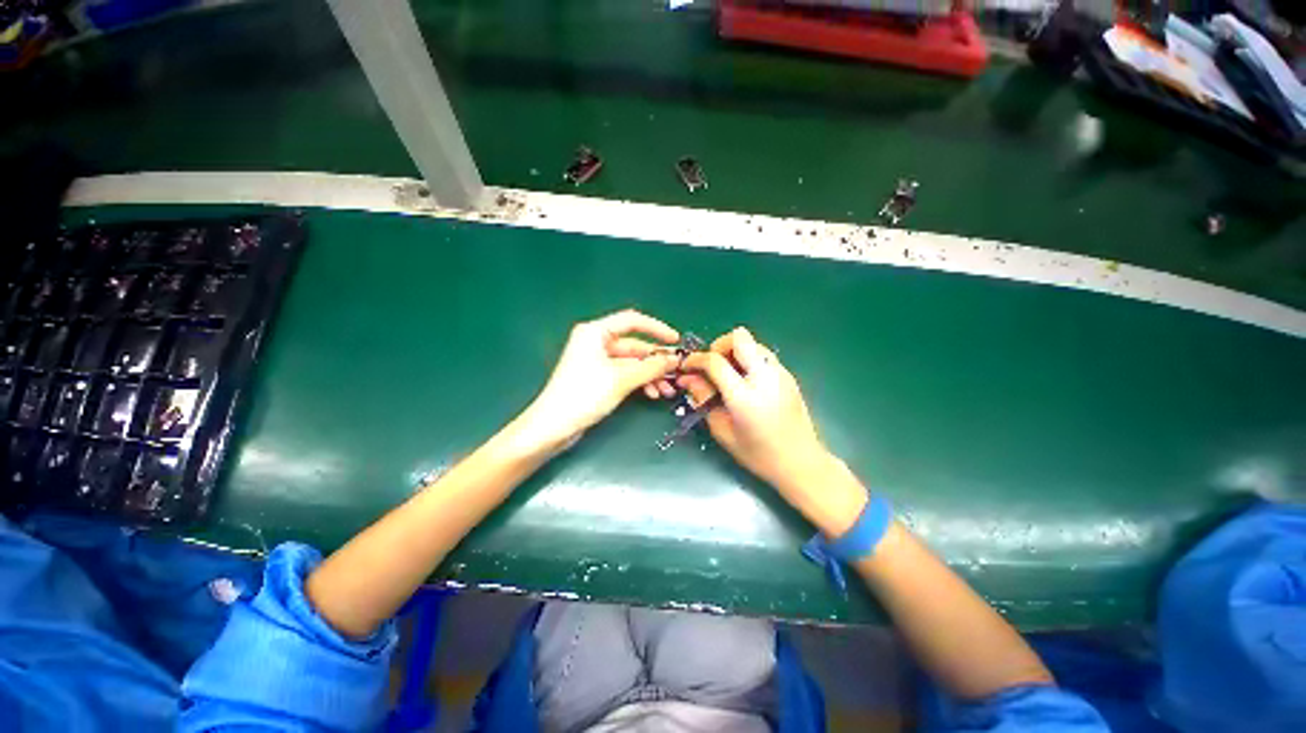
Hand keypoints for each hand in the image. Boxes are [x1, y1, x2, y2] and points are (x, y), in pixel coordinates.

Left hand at [516, 309, 680, 451]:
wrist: (553, 427)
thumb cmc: (584, 394)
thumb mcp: (622, 379)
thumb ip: (651, 367)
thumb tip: (674, 359)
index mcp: (596, 332)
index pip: (632, 321)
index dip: (656, 328)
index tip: (675, 340)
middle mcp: (596, 342)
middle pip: (634, 345)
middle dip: (655, 360)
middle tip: (676, 372)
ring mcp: (596, 361)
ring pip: (631, 362)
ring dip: (650, 374)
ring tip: (667, 389)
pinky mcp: (598, 378)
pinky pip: (624, 374)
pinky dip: (639, 382)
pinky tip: (652, 393)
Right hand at [681, 328, 864, 528]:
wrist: (801, 462)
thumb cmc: (758, 454)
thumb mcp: (723, 431)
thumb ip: (704, 399)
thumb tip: (689, 378)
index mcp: (744, 396)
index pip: (715, 361)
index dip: (696, 359)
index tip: (687, 366)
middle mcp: (764, 378)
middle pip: (739, 337)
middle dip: (720, 345)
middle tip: (712, 364)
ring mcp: (780, 374)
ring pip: (753, 343)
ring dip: (736, 351)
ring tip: (728, 374)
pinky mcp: (788, 376)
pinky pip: (763, 356)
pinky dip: (749, 360)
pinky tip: (745, 382)